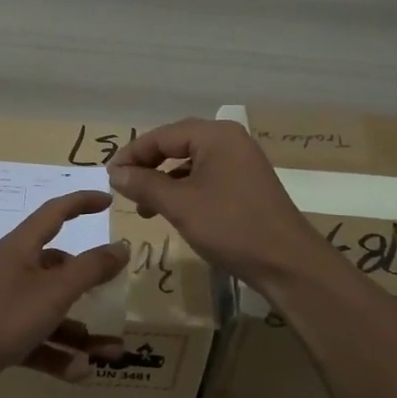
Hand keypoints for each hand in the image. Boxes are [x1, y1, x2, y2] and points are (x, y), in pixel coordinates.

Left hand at [0, 191, 128, 397]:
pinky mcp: (3, 337)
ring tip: (112, 352)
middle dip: (91, 285)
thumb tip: (121, 246)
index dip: (82, 203)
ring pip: (54, 313)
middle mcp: (14, 271)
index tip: (108, 201)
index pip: (55, 213)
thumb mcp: (55, 290)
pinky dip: (60, 355)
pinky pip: (40, 341)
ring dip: (83, 332)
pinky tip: (80, 371)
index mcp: (22, 248)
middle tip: (116, 291)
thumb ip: (91, 268)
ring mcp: (8, 305)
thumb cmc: (5, 315)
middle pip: (60, 269)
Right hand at [107, 118, 321, 287]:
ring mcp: (241, 163)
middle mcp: (230, 141)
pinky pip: (205, 178)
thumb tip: (116, 173)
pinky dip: (183, 190)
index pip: (162, 135)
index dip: (132, 153)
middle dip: (147, 166)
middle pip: (177, 144)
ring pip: (190, 163)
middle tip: (122, 187)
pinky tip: (171, 211)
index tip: (109, 176)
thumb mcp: (180, 205)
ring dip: (163, 181)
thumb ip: (144, 184)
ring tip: (142, 207)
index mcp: (215, 135)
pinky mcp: (245, 185)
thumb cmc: (231, 227)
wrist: (287, 263)